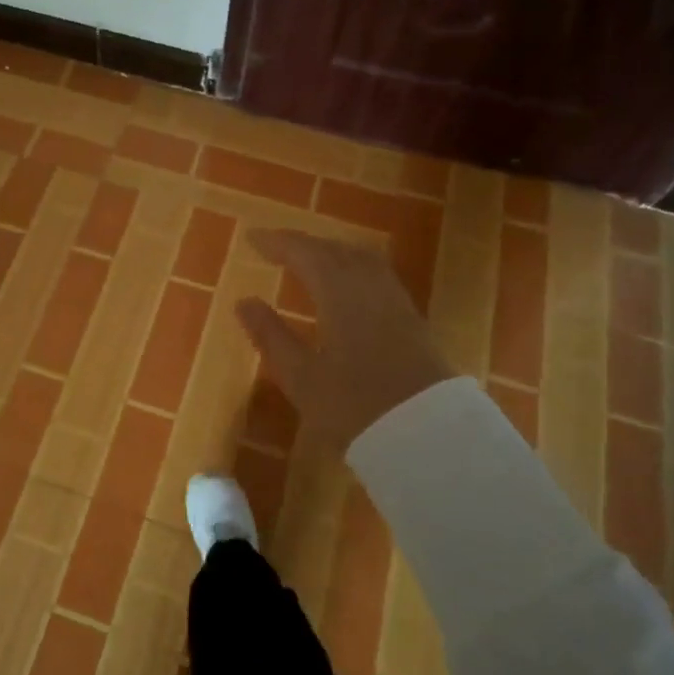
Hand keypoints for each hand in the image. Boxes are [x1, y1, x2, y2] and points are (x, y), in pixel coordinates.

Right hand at [236, 229, 455, 452]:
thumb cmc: (355, 407)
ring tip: (307, 260)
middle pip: (334, 250)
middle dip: (302, 244)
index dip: (277, 243)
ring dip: (330, 251)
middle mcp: (369, 286)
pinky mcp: (411, 317)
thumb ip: (271, 335)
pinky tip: (346, 284)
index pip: (304, 253)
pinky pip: (376, 274)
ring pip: (360, 258)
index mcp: (339, 293)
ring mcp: (395, 300)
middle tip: (275, 247)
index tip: (252, 239)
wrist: (429, 436)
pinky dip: (351, 266)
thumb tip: (244, 301)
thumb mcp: (301, 377)